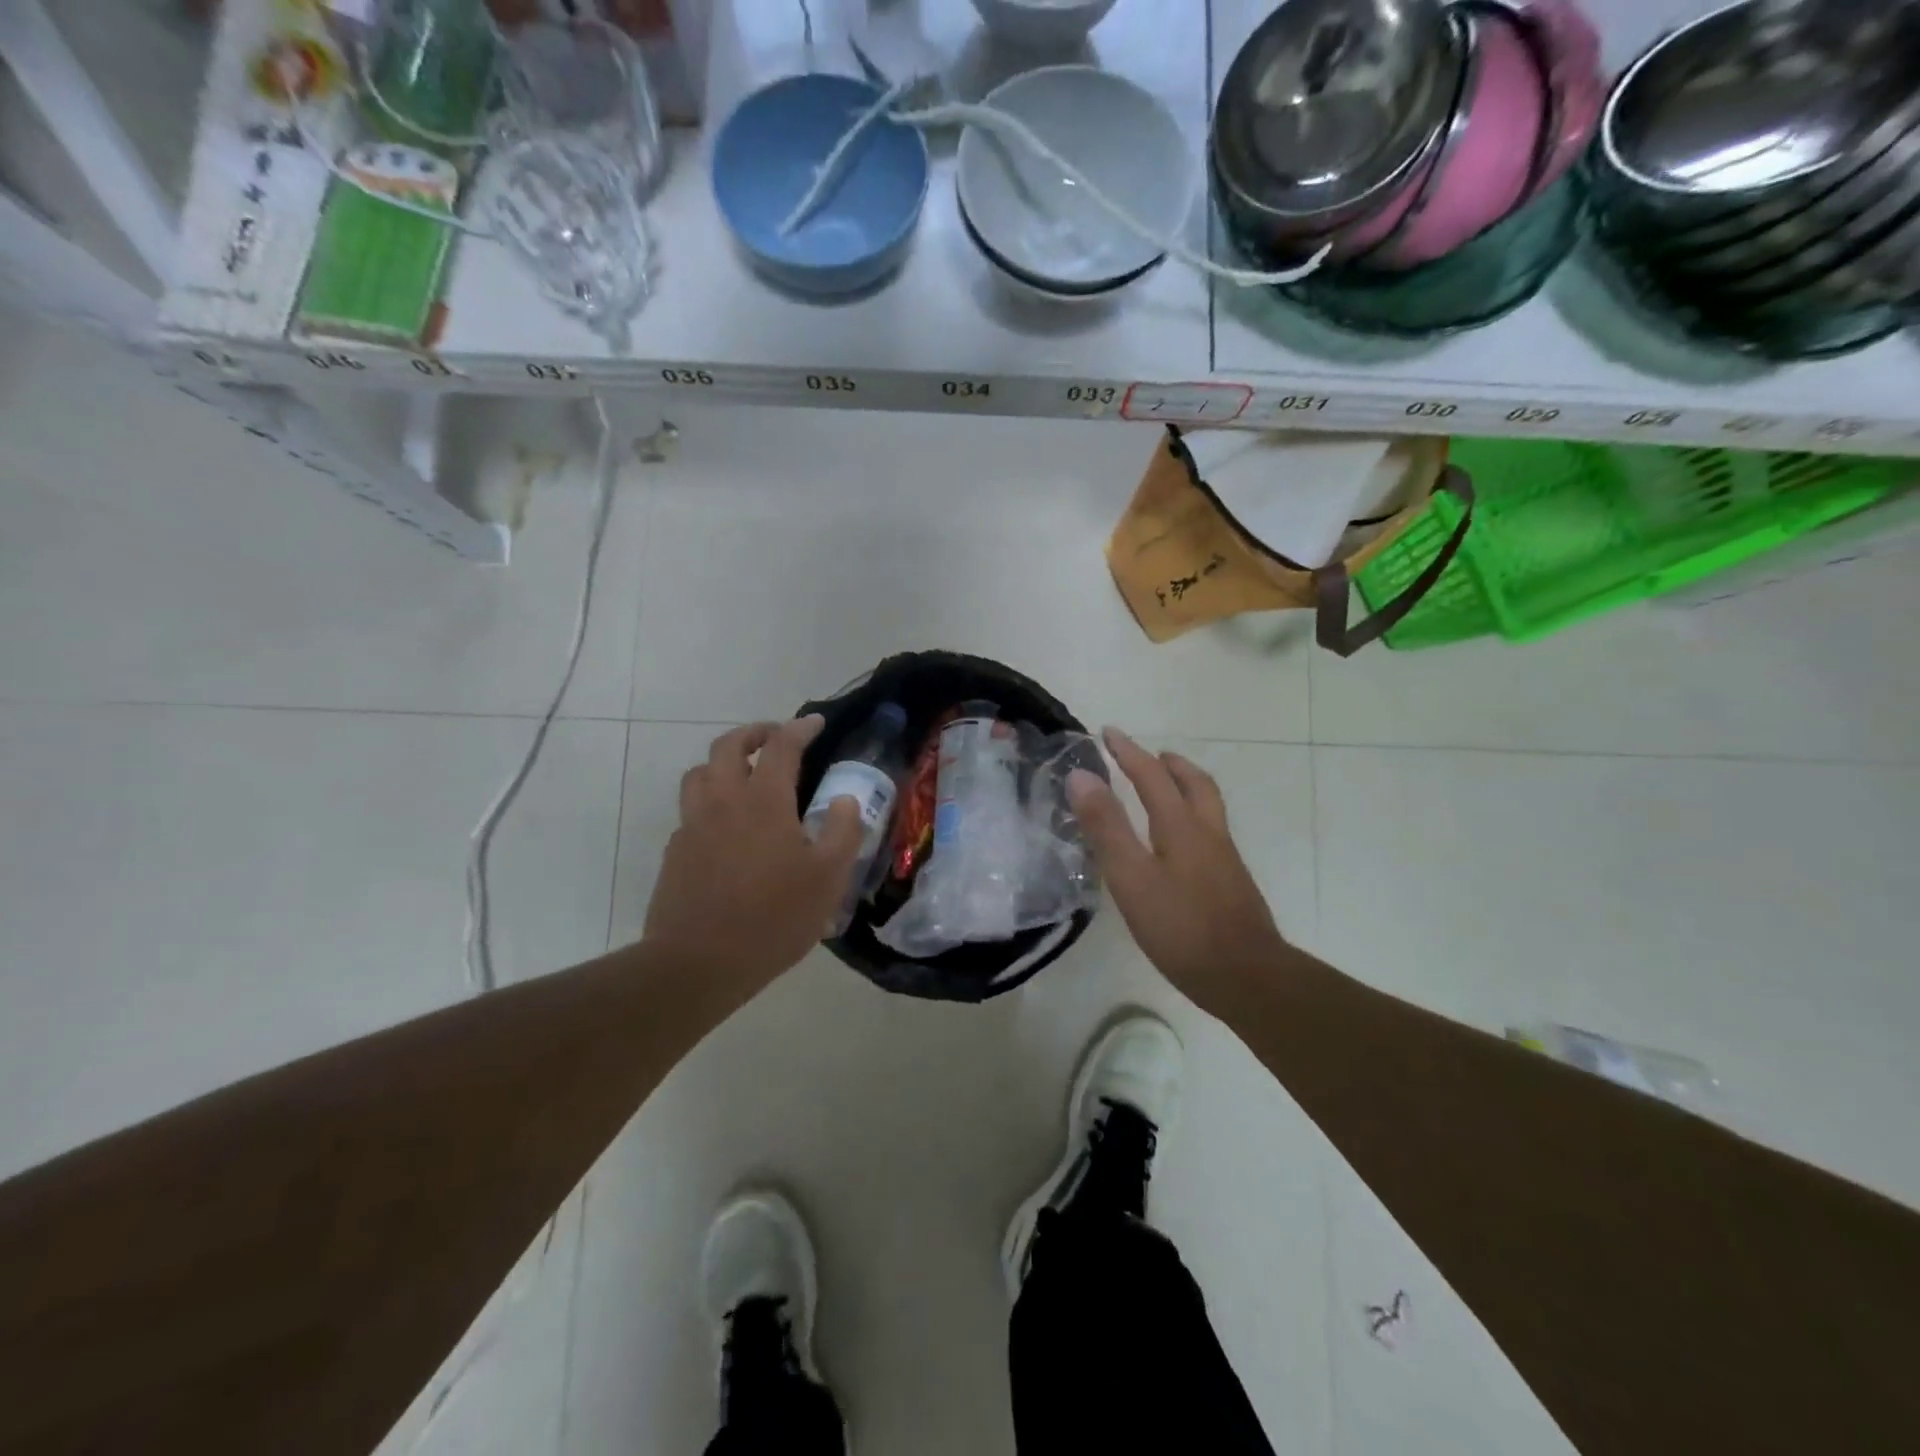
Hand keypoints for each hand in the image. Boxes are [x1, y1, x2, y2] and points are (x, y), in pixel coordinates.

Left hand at [643, 717, 863, 992]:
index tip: (815, 723)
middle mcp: (723, 801)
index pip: (782, 747)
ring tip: (744, 775)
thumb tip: (845, 801)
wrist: (698, 963)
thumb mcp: (828, 879)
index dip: (800, 728)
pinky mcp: (675, 851)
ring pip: (699, 773)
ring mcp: (693, 825)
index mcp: (764, 801)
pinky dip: (709, 801)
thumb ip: (843, 832)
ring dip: (723, 762)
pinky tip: (725, 827)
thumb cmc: (773, 918)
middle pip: (728, 746)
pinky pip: (690, 810)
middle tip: (775, 737)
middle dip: (754, 733)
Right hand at [1067, 727, 1289, 1016]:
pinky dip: (1192, 815)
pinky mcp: (1231, 882)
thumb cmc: (1181, 927)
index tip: (1109, 732)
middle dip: (1169, 764)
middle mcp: (1208, 833)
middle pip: (1194, 783)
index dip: (1128, 752)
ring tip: (1167, 788)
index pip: (1152, 775)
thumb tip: (1082, 776)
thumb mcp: (1131, 877)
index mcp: (1181, 826)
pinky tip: (1180, 842)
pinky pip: (1210, 830)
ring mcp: (1225, 858)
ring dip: (1186, 786)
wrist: (1246, 976)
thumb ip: (1106, 827)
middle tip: (1149, 755)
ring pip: (1207, 806)